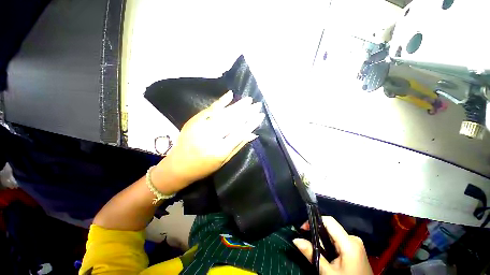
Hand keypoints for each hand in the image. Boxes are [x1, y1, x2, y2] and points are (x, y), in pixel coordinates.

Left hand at [153, 91, 263, 193]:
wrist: (178, 166)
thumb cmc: (204, 167)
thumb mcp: (224, 161)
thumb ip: (238, 146)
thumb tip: (252, 134)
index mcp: (220, 150)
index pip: (240, 133)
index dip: (251, 123)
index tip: (260, 115)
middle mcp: (212, 137)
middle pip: (233, 121)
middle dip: (247, 112)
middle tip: (257, 104)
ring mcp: (202, 127)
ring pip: (223, 114)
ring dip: (237, 106)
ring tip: (248, 100)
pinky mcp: (194, 121)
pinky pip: (210, 109)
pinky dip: (221, 102)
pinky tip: (230, 95)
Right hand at [293, 216, 372, 274]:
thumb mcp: (328, 273)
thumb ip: (312, 254)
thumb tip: (295, 239)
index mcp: (349, 243)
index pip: (329, 221)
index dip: (314, 221)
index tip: (303, 229)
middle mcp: (353, 239)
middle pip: (330, 228)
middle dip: (317, 234)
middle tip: (309, 244)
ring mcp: (356, 243)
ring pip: (333, 234)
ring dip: (323, 240)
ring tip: (318, 252)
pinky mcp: (356, 248)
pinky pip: (338, 240)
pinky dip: (330, 244)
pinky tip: (327, 254)